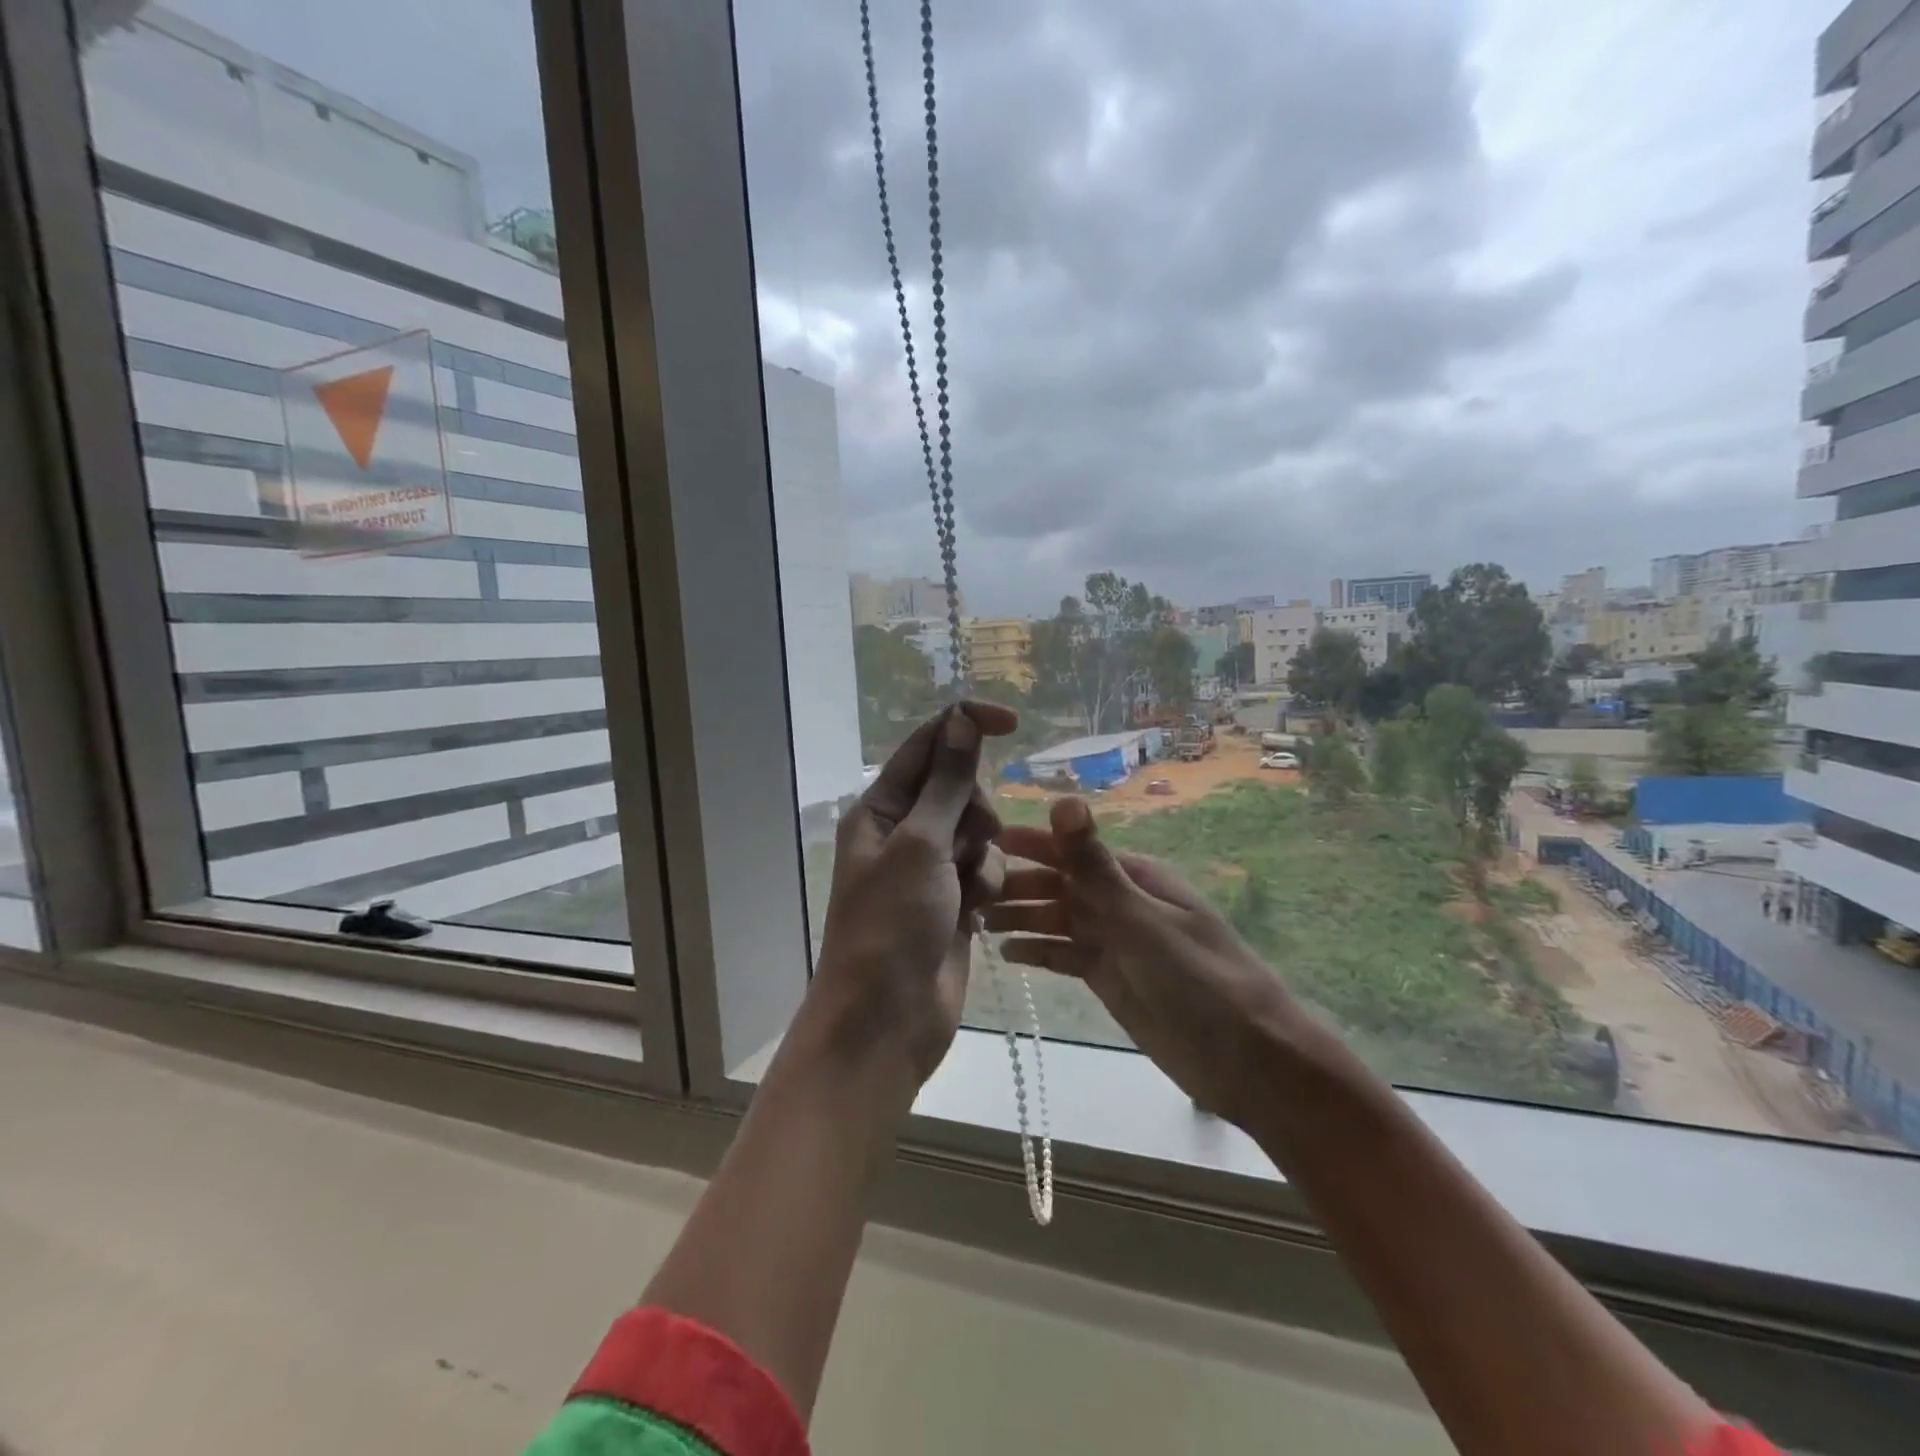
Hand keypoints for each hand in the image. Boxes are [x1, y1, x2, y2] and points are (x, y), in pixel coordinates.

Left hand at [801, 702, 1016, 1085]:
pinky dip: (986, 885)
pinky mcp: (953, 900)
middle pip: (959, 789)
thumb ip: (947, 783)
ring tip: (967, 890)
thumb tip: (960, 720)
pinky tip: (974, 915)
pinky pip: (984, 870)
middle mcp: (903, 832)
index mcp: (881, 809)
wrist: (888, 1020)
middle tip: (966, 843)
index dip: (966, 725)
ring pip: (979, 832)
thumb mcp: (920, 845)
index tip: (1013, 722)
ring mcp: (929, 869)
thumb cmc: (892, 925)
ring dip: (982, 855)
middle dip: (974, 810)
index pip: (928, 746)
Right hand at [990, 796, 1297, 1127]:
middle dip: (1017, 884)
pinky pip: (1066, 955)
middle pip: (1059, 884)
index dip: (1028, 843)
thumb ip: (1095, 865)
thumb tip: (1064, 799)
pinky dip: (1039, 951)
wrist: (1247, 1059)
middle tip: (967, 891)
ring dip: (1022, 916)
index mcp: (1133, 876)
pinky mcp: (1110, 976)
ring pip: (1058, 919)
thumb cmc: (1198, 979)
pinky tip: (1008, 954)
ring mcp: (1115, 940)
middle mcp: (1120, 901)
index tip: (982, 839)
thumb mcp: (1141, 919)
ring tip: (978, 921)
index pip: (1071, 850)